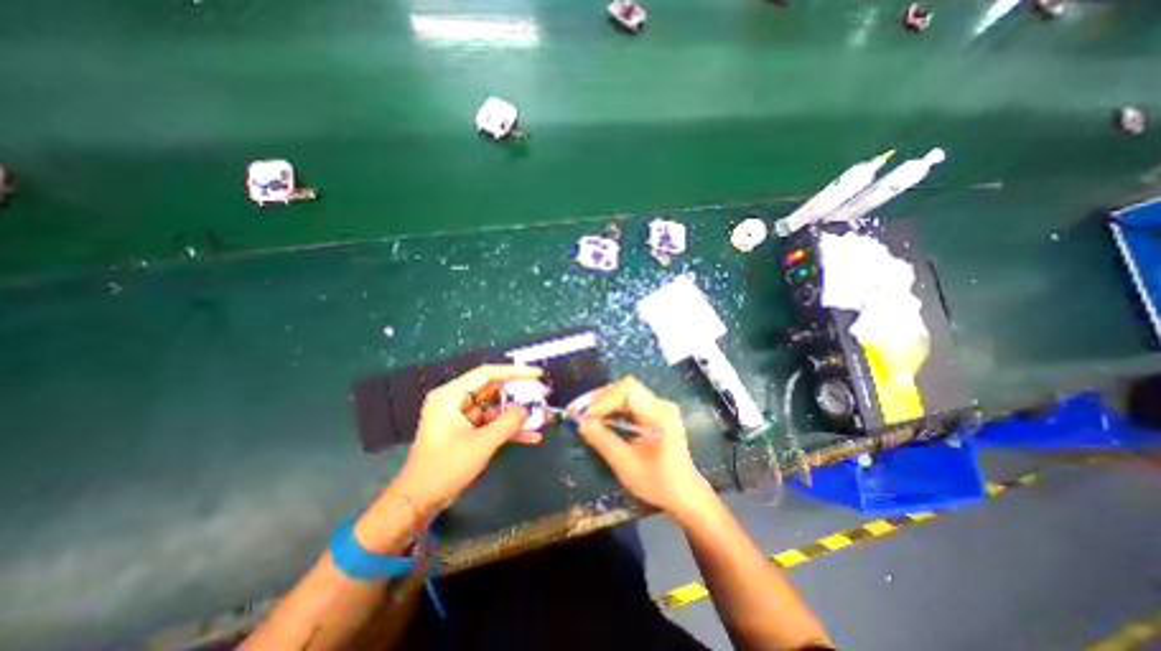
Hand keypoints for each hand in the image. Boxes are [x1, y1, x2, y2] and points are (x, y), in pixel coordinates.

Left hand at [393, 363, 546, 511]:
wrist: (419, 501)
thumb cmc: (445, 467)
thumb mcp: (481, 443)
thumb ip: (508, 423)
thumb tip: (526, 410)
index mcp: (451, 395)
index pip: (487, 374)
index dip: (515, 372)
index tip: (537, 374)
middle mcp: (456, 400)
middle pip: (493, 389)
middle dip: (519, 394)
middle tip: (543, 395)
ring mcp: (462, 416)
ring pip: (495, 408)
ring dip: (517, 414)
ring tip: (542, 417)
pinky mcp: (467, 431)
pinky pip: (492, 424)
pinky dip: (509, 429)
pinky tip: (531, 436)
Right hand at [576, 376, 712, 513]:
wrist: (684, 494)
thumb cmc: (658, 483)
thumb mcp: (625, 464)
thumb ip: (601, 439)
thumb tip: (577, 422)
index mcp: (659, 414)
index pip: (627, 390)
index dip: (602, 398)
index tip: (582, 413)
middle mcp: (661, 404)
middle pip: (625, 387)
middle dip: (598, 398)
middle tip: (576, 411)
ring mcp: (659, 406)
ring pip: (625, 392)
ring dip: (603, 401)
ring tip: (582, 413)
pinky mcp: (654, 412)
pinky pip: (629, 401)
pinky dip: (611, 407)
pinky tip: (598, 416)